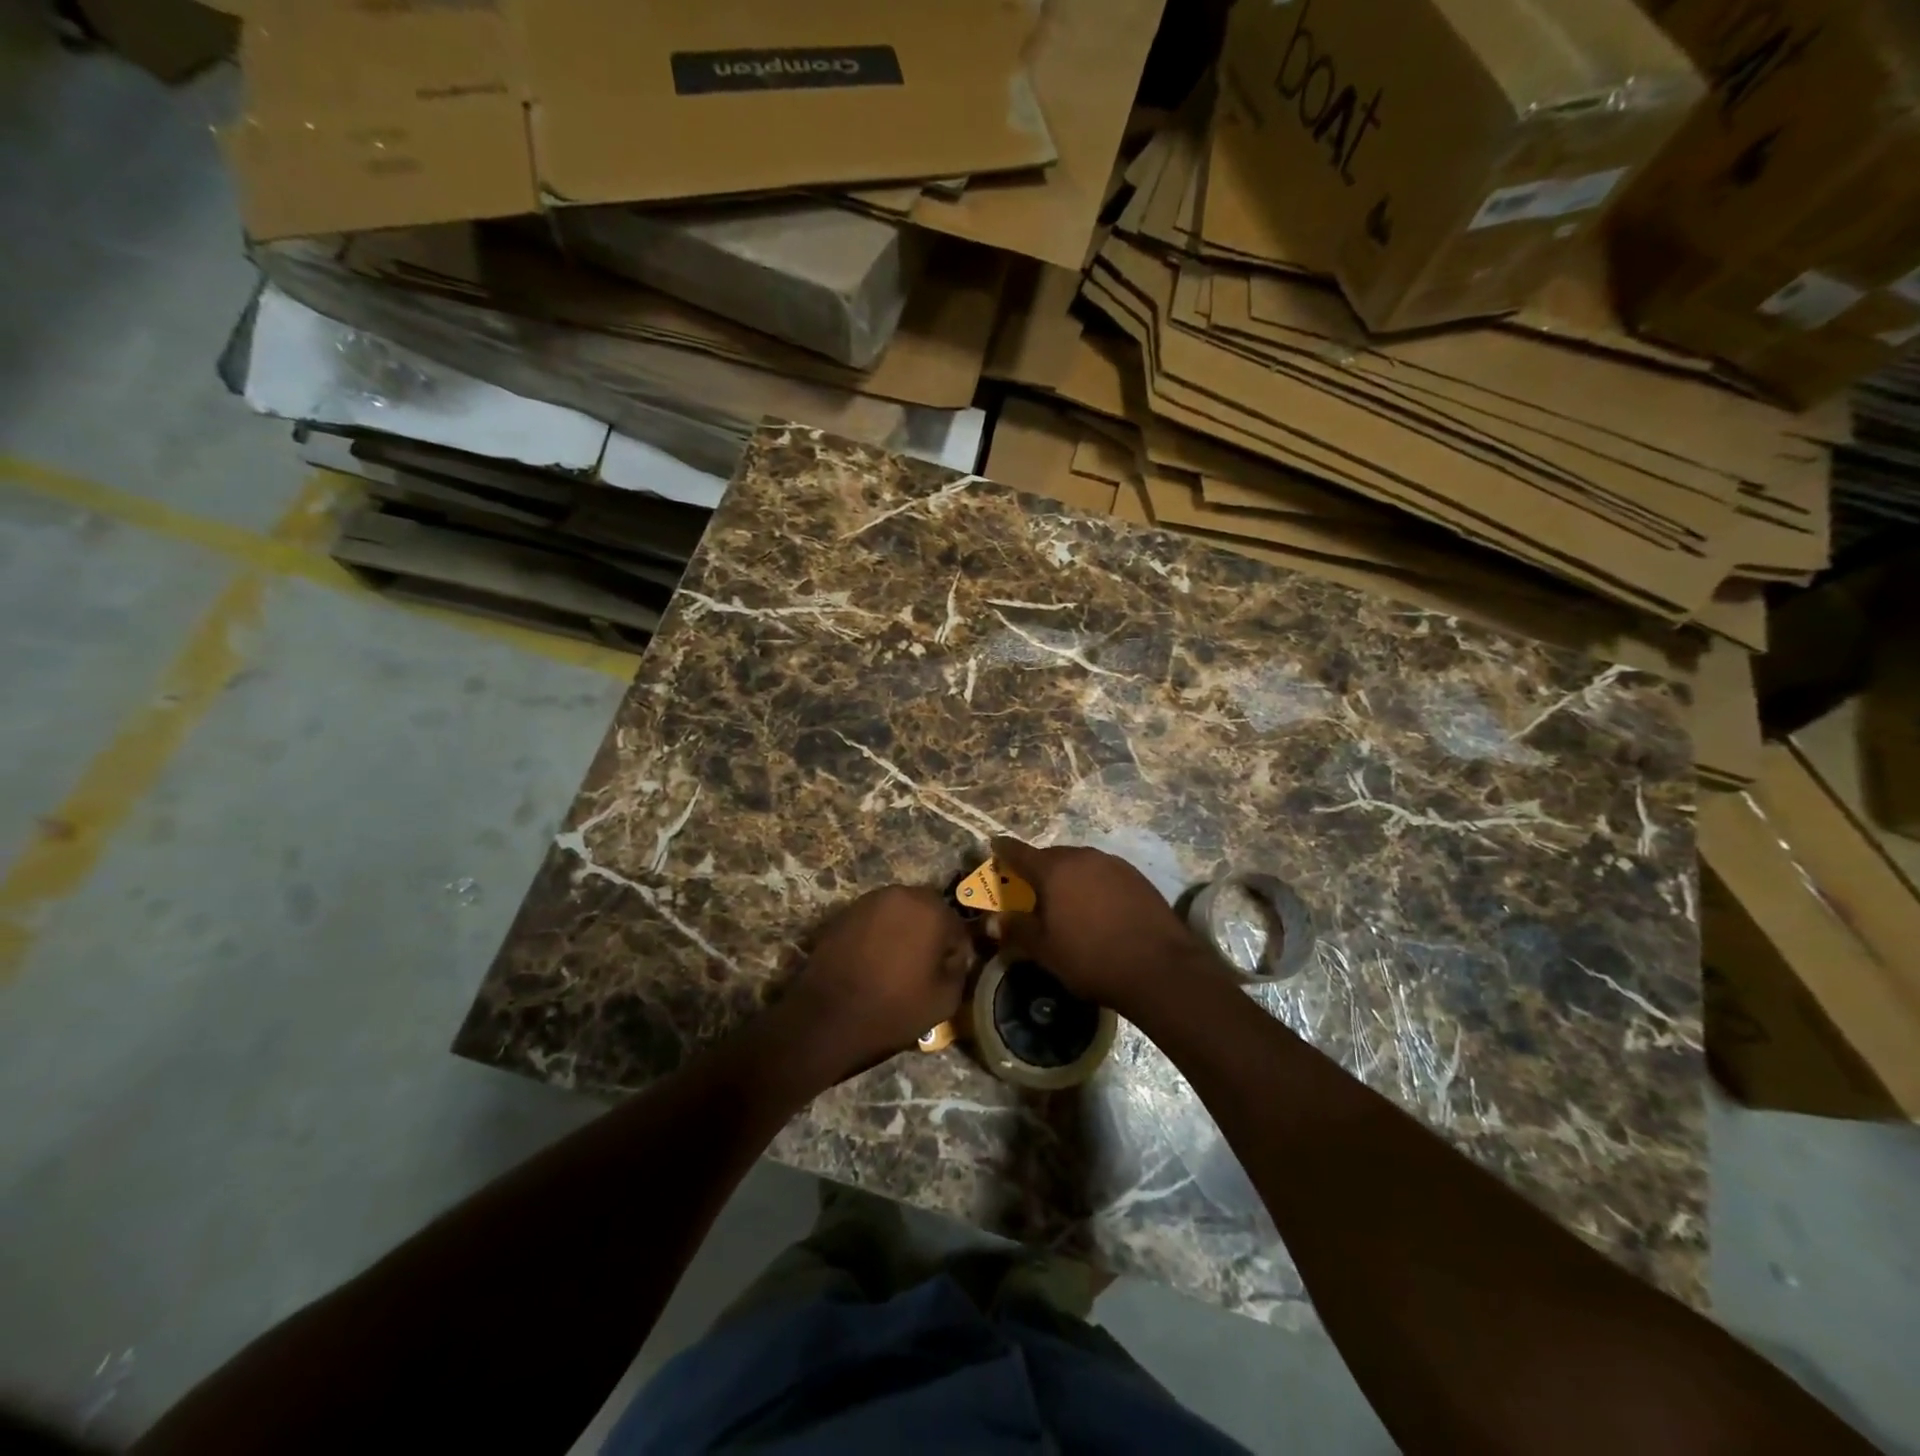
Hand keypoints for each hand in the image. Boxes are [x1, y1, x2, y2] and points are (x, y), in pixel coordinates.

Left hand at [776, 886, 972, 1084]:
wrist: (827, 1018)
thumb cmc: (893, 1009)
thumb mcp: (945, 1000)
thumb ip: (959, 969)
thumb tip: (954, 957)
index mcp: (931, 910)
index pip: (957, 927)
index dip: (955, 953)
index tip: (947, 974)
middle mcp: (901, 894)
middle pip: (928, 911)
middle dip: (930, 934)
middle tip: (923, 966)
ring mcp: (869, 900)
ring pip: (900, 911)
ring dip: (904, 930)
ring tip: (896, 963)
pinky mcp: (845, 912)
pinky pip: (874, 919)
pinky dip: (879, 933)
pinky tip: (873, 960)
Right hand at [988, 836, 1210, 1010]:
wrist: (1159, 968)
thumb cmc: (1091, 958)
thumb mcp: (1045, 950)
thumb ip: (1017, 930)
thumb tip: (993, 921)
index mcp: (1054, 870)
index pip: (1019, 852)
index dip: (1004, 850)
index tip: (994, 846)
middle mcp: (1083, 857)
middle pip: (1052, 856)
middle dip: (1038, 867)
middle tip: (1029, 886)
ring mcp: (1113, 864)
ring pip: (1080, 863)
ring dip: (1068, 875)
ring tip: (1064, 899)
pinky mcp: (1137, 877)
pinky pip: (1103, 873)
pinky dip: (1092, 883)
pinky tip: (1096, 906)